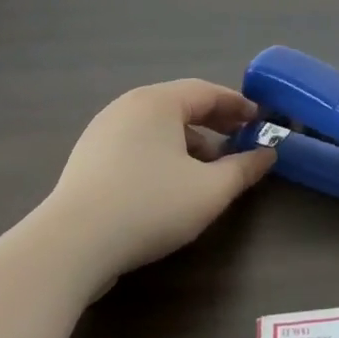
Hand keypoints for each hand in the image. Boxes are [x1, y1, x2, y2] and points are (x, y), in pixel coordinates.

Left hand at [45, 79, 276, 279]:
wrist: (71, 245)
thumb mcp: (210, 190)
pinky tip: (171, 184)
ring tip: (209, 170)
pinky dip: (162, 154)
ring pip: (157, 127)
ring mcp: (102, 132)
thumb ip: (244, 168)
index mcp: (158, 102)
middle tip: (240, 140)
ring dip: (189, 142)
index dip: (238, 105)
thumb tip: (268, 154)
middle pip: (181, 106)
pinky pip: (136, 144)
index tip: (261, 120)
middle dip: (215, 123)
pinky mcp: (87, 159)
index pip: (207, 91)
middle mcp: (128, 107)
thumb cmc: (150, 206)